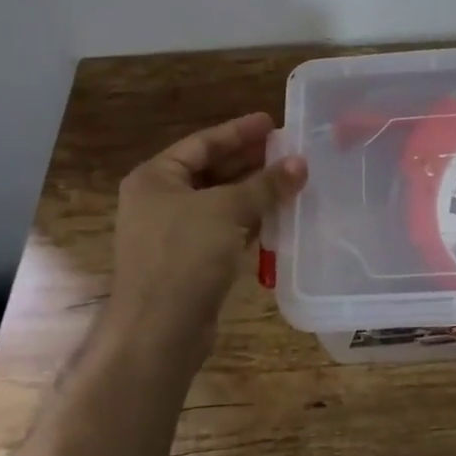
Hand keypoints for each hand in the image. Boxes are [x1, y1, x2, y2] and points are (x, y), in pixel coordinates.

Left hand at [109, 112, 306, 365]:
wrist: (158, 332)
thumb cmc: (185, 256)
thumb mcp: (227, 210)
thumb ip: (265, 184)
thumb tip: (300, 163)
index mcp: (155, 178)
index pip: (202, 143)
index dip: (239, 131)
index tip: (273, 123)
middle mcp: (159, 201)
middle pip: (211, 170)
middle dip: (250, 161)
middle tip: (288, 150)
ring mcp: (172, 234)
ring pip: (219, 202)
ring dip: (253, 192)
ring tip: (291, 179)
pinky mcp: (188, 262)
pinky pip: (222, 230)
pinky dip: (248, 221)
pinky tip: (277, 216)